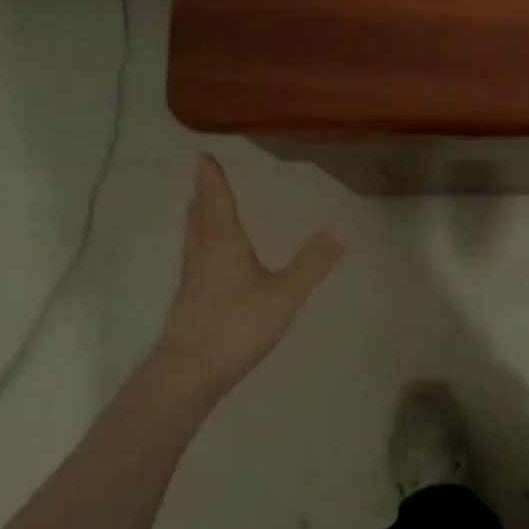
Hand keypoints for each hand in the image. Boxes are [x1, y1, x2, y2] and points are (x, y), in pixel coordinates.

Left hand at [149, 155, 344, 399]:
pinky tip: (213, 256)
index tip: (203, 155)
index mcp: (222, 243)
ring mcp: (193, 277)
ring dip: (201, 215)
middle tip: (206, 174)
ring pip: (194, 235)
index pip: (216, 200)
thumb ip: (312, 262)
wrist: (187, 373)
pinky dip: (203, 239)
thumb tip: (341, 227)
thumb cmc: (235, 326)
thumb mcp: (284, 294)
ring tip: (206, 206)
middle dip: (204, 193)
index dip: (212, 178)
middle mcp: (202, 252)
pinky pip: (197, 254)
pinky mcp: (191, 298)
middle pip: (199, 215)